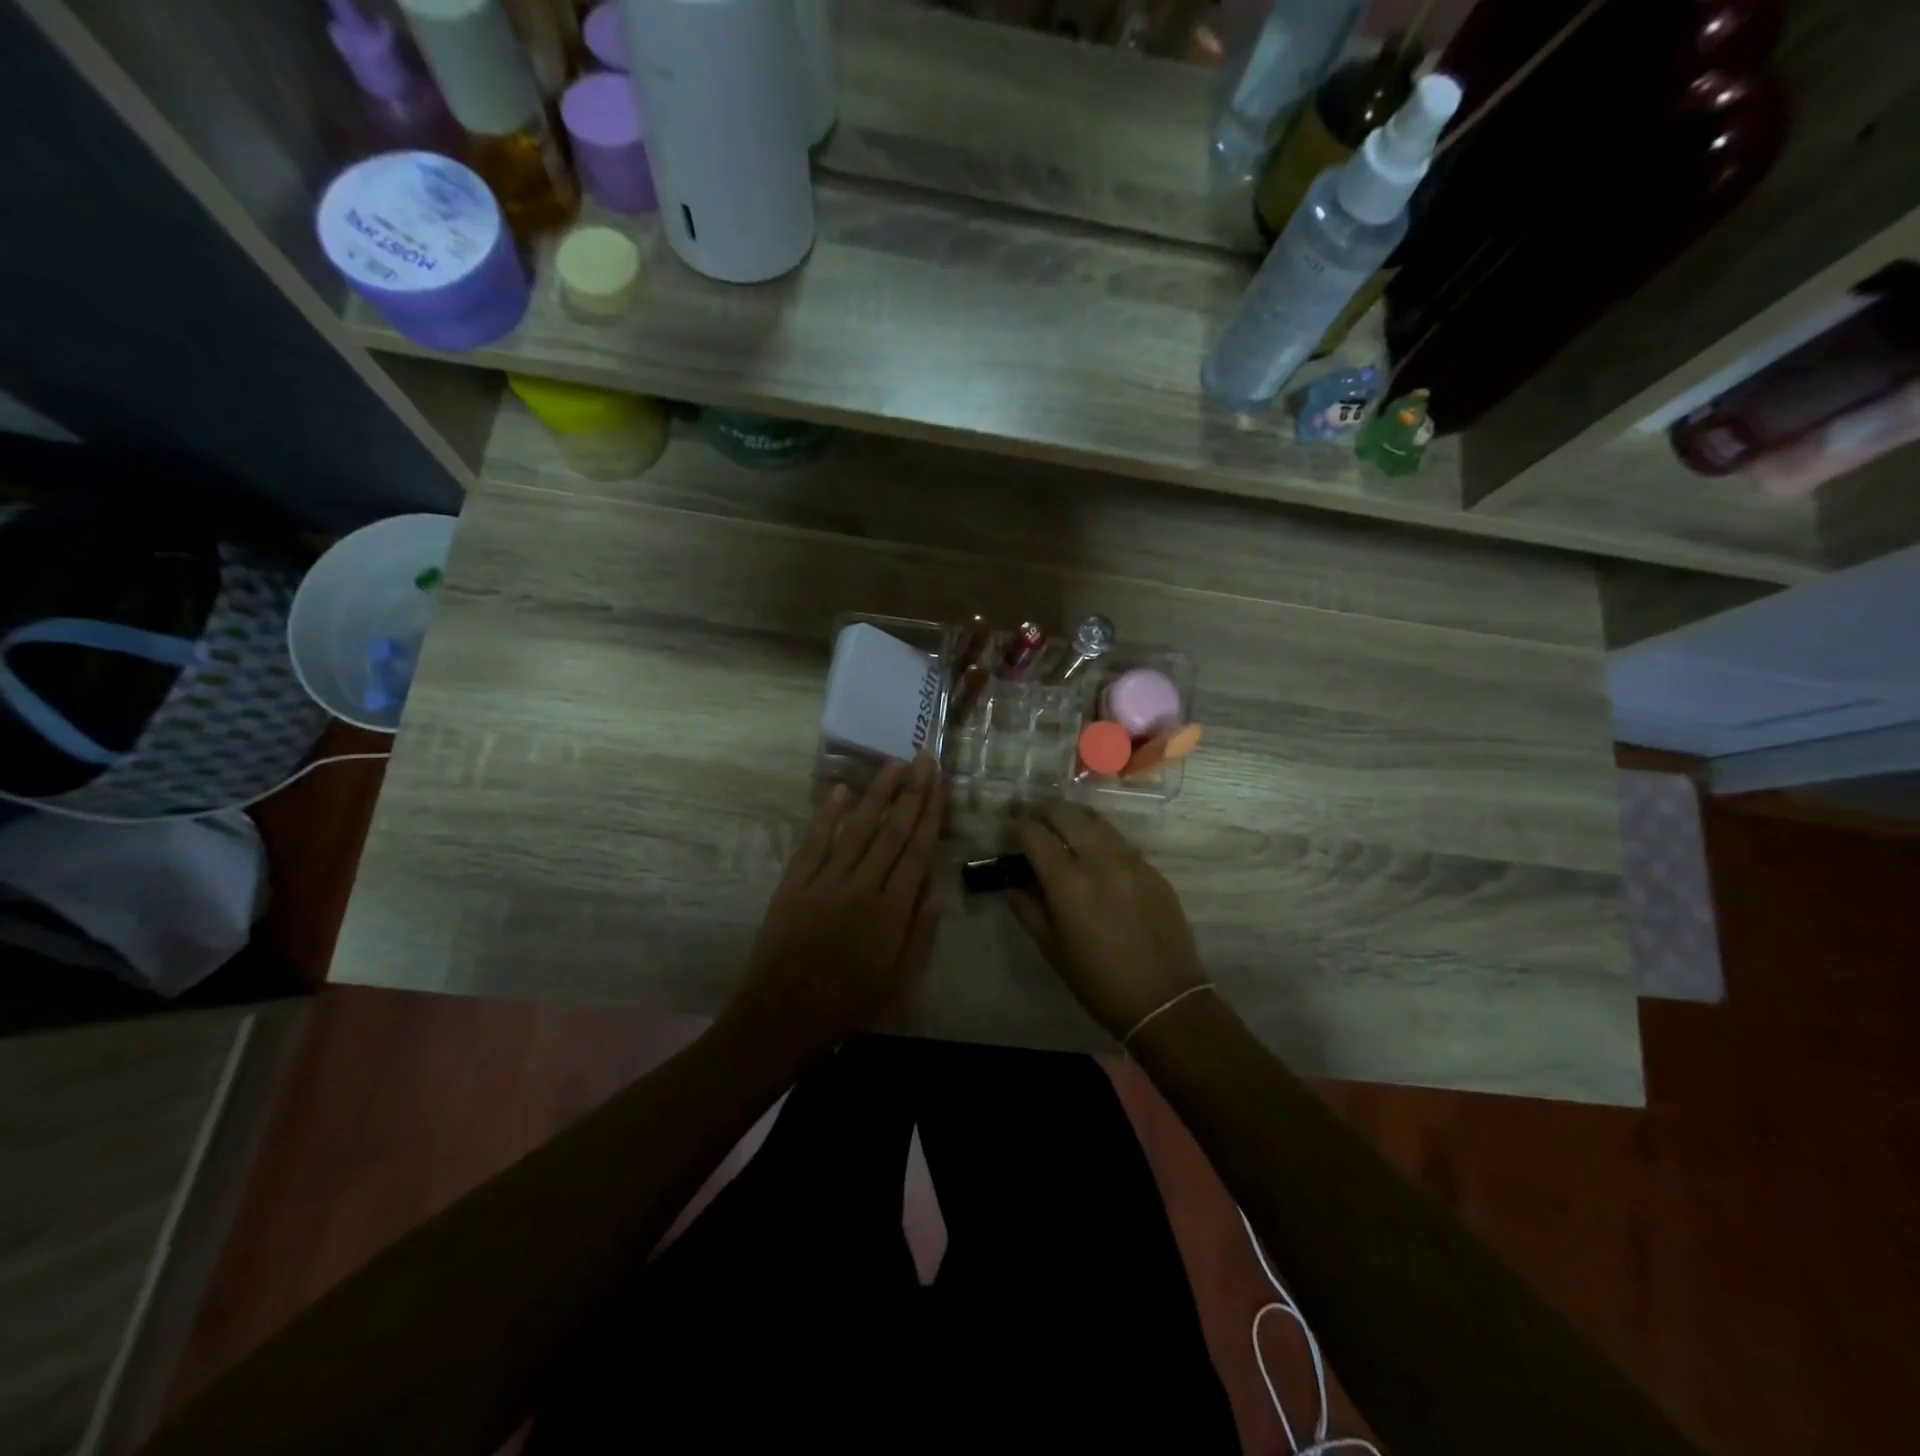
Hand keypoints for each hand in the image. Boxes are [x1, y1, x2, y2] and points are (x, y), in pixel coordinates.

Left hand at [724, 755, 945, 1064]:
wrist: (781, 1018)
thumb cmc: (847, 1005)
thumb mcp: (897, 980)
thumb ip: (919, 934)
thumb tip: (936, 891)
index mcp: (891, 913)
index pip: (918, 852)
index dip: (931, 814)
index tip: (940, 783)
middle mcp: (862, 888)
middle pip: (892, 832)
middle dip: (911, 792)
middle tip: (924, 758)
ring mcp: (825, 883)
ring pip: (857, 830)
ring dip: (877, 794)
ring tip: (893, 764)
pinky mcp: (794, 885)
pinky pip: (814, 844)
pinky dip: (827, 816)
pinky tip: (841, 791)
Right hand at [1011, 803, 1205, 1039]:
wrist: (1165, 999)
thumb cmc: (1098, 982)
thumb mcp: (1053, 949)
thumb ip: (1028, 910)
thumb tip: (1012, 886)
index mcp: (1069, 882)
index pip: (1035, 833)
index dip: (1017, 826)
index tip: (1009, 830)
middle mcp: (1100, 860)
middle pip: (1066, 813)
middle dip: (1043, 810)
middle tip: (1032, 819)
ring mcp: (1131, 861)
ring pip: (1096, 820)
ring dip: (1073, 817)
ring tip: (1060, 827)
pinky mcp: (1153, 869)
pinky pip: (1119, 841)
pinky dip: (1099, 837)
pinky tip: (1093, 853)